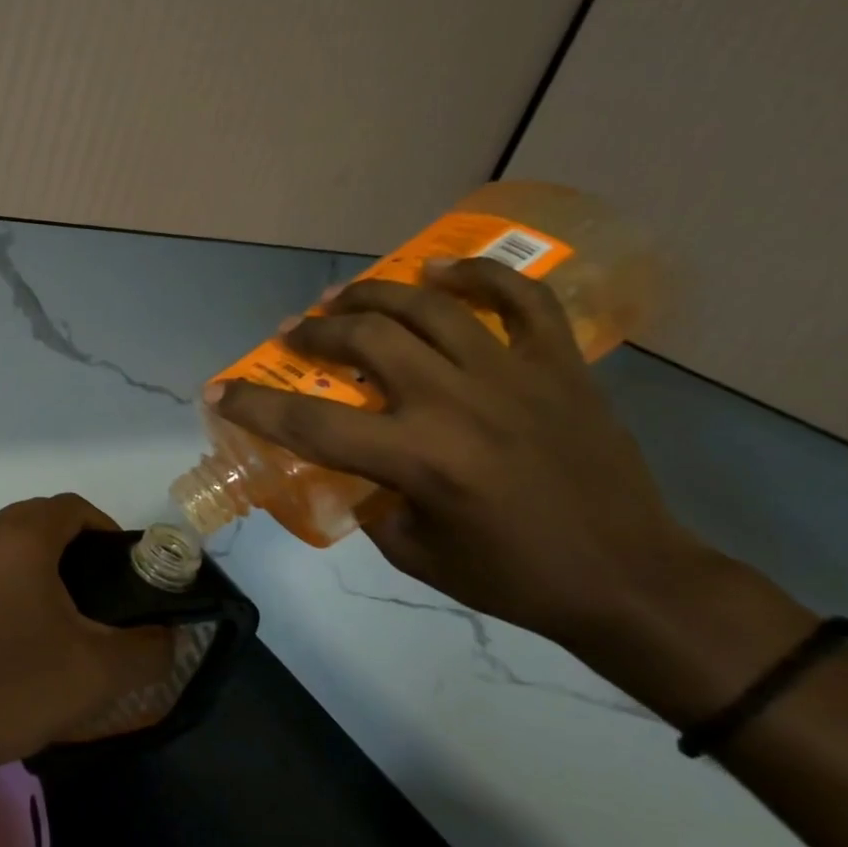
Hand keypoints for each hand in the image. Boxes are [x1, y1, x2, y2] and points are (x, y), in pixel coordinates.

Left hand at [0, 495, 171, 846]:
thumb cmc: (10, 691)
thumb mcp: (98, 676)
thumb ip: (149, 649)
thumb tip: (170, 636)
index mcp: (17, 540)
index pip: (70, 507)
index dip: (102, 528)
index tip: (117, 567)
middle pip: (26, 526)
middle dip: (60, 552)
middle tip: (82, 600)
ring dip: (15, 573)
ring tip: (32, 625)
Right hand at [211, 257, 718, 659]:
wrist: (628, 577)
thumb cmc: (512, 576)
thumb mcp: (413, 552)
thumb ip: (370, 500)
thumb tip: (351, 465)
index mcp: (418, 459)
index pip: (311, 424)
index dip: (254, 404)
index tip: (219, 389)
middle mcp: (456, 403)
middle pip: (365, 339)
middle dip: (313, 332)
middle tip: (293, 334)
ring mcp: (512, 374)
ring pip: (428, 305)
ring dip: (372, 293)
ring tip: (343, 297)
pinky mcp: (558, 364)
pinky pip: (519, 298)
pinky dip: (477, 274)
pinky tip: (439, 269)